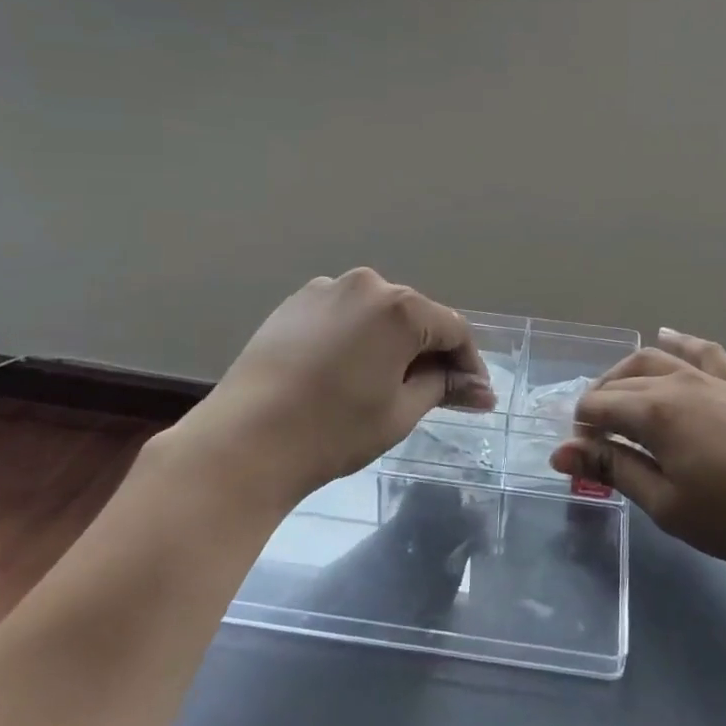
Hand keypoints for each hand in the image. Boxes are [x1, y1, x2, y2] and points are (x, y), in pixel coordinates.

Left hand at [158, 269, 493, 507]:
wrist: (244, 440)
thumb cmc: (334, 430)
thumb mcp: (401, 411)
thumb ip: (444, 387)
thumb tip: (480, 389)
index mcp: (400, 307)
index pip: (454, 330)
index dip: (469, 364)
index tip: (475, 397)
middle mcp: (366, 284)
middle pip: (416, 316)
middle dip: (431, 352)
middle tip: (438, 393)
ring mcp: (325, 289)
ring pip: (378, 314)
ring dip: (393, 343)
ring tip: (390, 383)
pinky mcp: (294, 303)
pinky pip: (343, 315)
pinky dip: (357, 337)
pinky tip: (348, 371)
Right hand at [550, 329, 725, 572]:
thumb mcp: (667, 504)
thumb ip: (614, 469)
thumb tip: (562, 452)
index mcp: (655, 411)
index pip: (598, 406)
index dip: (581, 430)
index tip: (579, 459)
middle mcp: (678, 382)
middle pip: (622, 381)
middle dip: (599, 403)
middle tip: (591, 438)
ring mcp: (713, 379)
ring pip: (655, 359)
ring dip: (626, 374)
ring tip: (615, 395)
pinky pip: (704, 351)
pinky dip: (681, 342)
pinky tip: (667, 336)